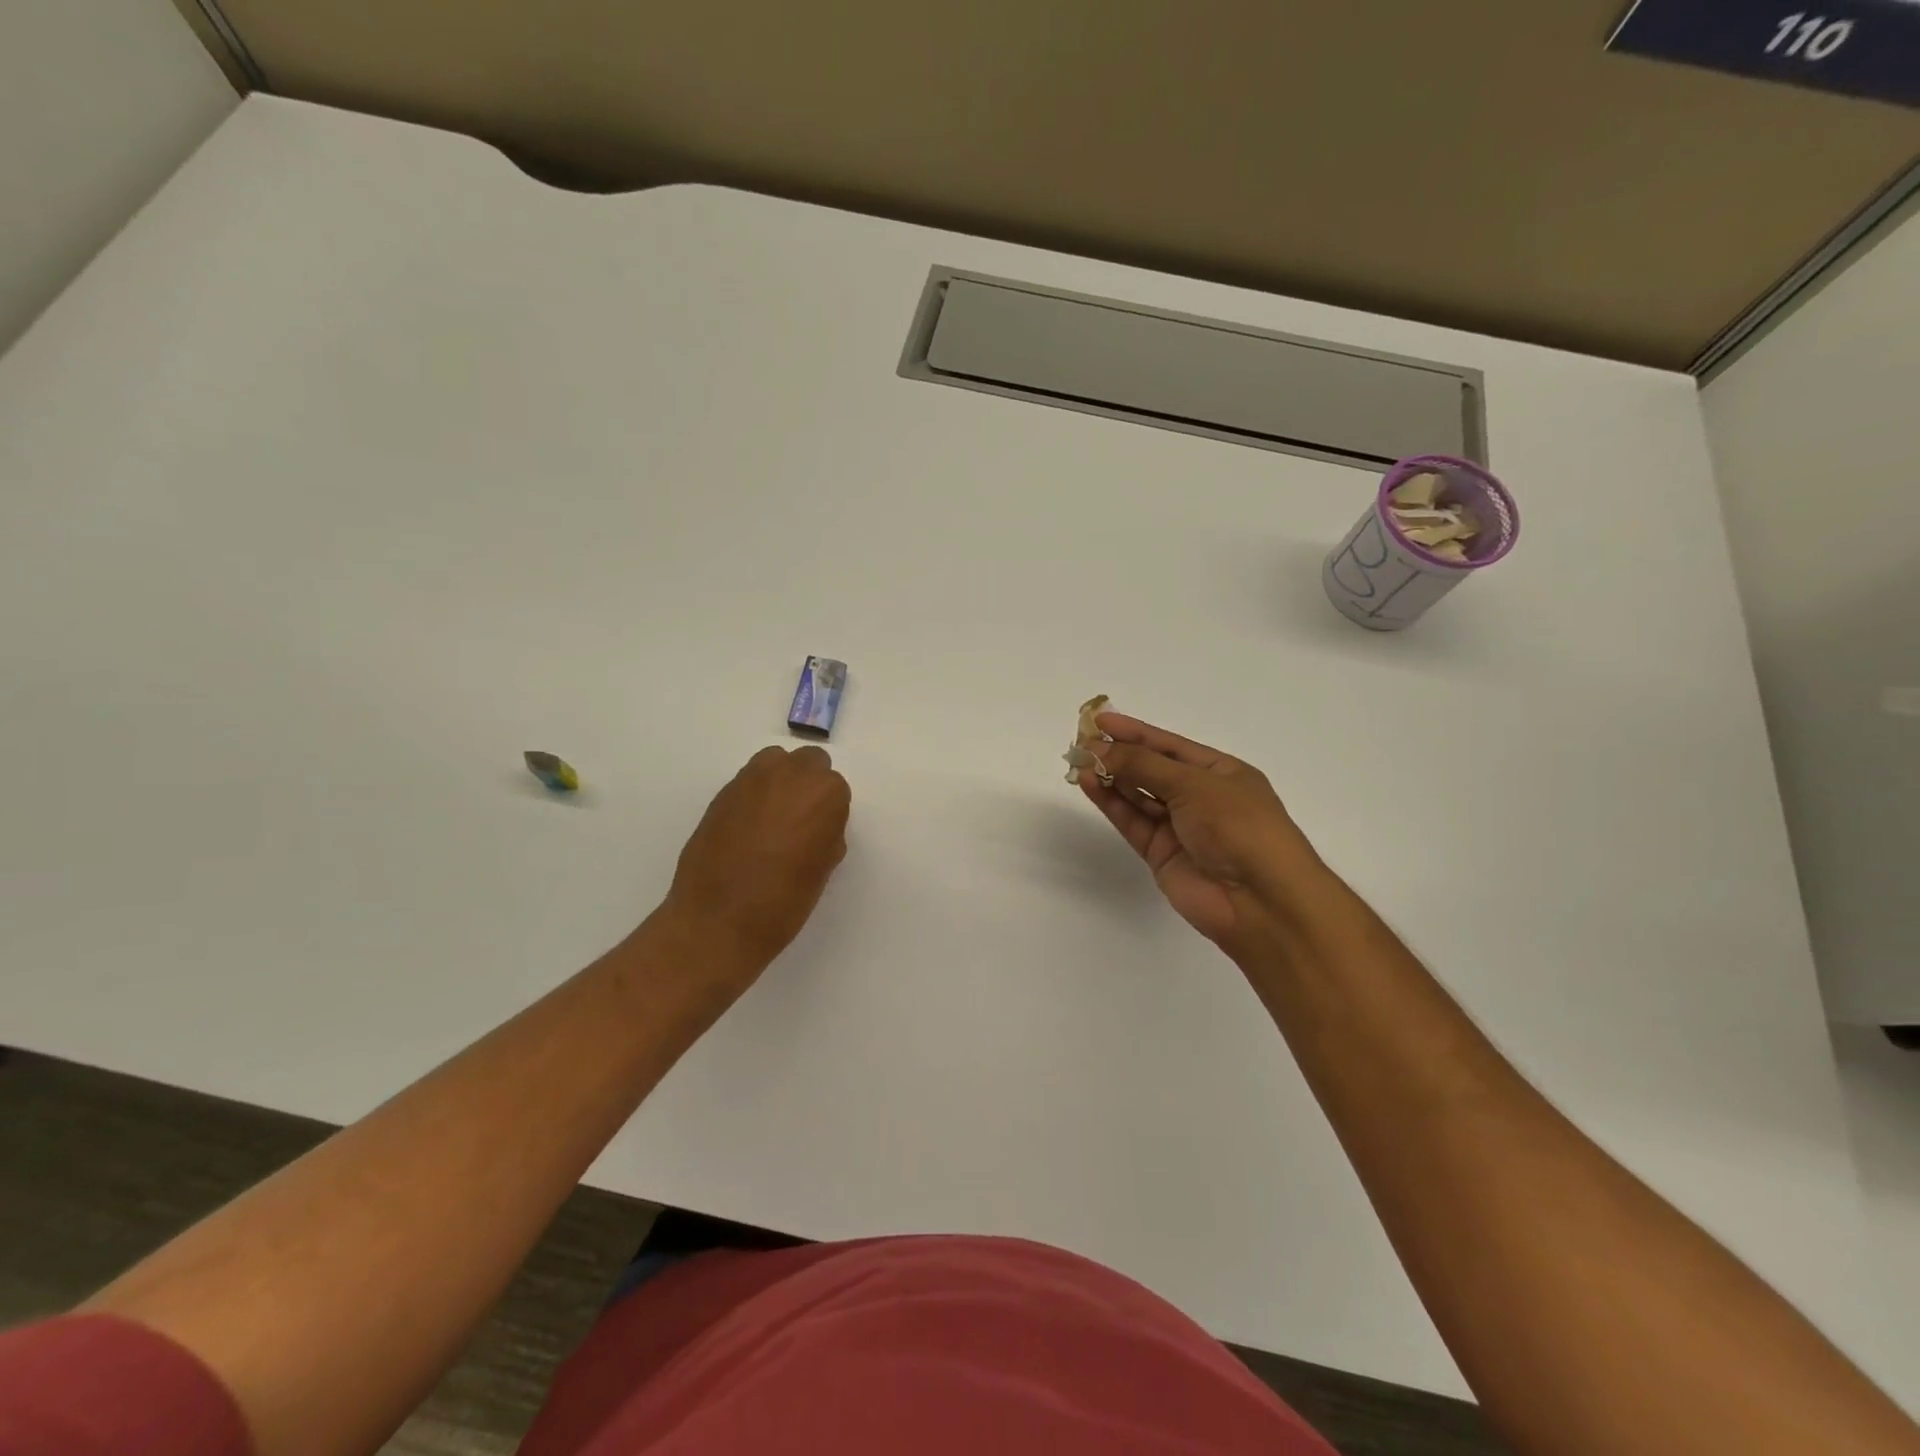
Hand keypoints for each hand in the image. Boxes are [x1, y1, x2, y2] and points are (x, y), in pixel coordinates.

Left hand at [661, 745, 850, 985]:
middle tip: (800, 822)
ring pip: (775, 762)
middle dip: (807, 786)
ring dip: (780, 782)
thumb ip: (826, 835)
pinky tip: (747, 829)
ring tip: (772, 819)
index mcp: (823, 794)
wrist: (718, 922)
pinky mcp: (721, 794)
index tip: (820, 835)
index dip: (829, 812)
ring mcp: (750, 781)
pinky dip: (753, 796)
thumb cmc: (783, 902)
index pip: (836, 788)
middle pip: (808, 762)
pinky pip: (748, 782)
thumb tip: (816, 826)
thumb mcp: (822, 869)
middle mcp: (789, 776)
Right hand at [1080, 714, 1326, 957]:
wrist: (1260, 901)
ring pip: (1138, 795)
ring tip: (1079, 761)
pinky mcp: (1161, 854)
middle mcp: (1200, 797)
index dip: (1135, 731)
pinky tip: (1090, 784)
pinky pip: (1132, 821)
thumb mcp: (1194, 784)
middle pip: (1152, 769)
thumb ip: (1143, 765)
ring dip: (1110, 778)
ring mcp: (1180, 827)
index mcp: (1221, 773)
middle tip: (1082, 741)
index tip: (1100, 720)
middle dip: (1119, 754)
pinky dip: (1111, 802)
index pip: (1170, 745)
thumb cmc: (1239, 826)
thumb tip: (1101, 749)